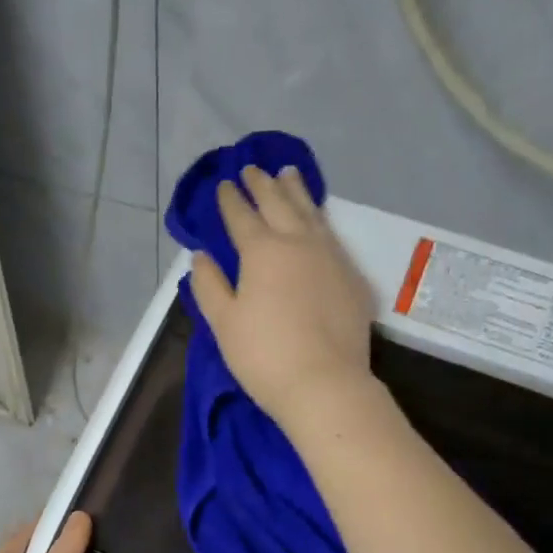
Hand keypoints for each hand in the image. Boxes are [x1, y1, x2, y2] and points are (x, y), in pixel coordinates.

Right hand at [188, 164, 375, 426]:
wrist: (324, 383)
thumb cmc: (264, 356)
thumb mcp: (224, 324)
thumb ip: (210, 286)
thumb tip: (200, 257)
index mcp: (262, 252)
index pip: (241, 217)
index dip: (230, 200)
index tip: (223, 184)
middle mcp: (298, 243)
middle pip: (278, 204)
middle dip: (262, 185)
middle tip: (253, 169)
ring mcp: (331, 256)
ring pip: (311, 212)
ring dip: (296, 191)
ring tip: (288, 173)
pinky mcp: (352, 276)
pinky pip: (332, 235)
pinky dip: (319, 218)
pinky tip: (317, 220)